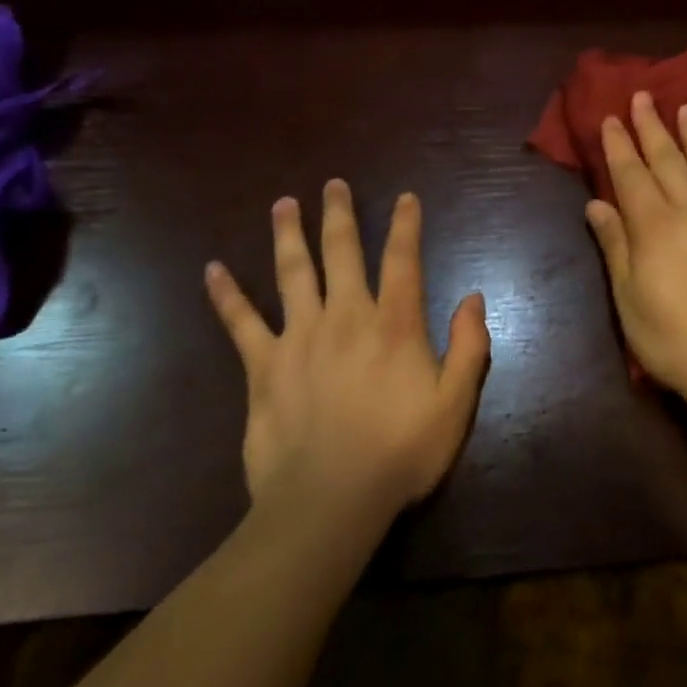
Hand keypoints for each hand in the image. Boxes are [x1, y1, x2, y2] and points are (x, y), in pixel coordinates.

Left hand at [205, 179, 490, 519]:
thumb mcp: (455, 404)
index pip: (403, 260)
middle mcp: (346, 316)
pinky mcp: (263, 366)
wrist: (329, 502)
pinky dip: (226, 295)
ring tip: (283, 204)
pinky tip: (212, 270)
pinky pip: (241, 323)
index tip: (405, 197)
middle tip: (333, 184)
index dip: (406, 225)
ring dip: (288, 235)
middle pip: (342, 252)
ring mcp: (300, 337)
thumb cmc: (400, 452)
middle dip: (339, 215)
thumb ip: (470, 347)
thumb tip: (473, 298)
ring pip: (292, 272)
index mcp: (394, 324)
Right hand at [586, 92, 686, 405]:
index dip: (620, 144)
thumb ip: (615, 245)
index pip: (632, 174)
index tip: (612, 117)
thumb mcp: (629, 299)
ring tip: (685, 108)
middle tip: (644, 96)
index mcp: (655, 227)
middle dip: (652, 126)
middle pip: (669, 160)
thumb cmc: (673, 339)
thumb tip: (596, 203)